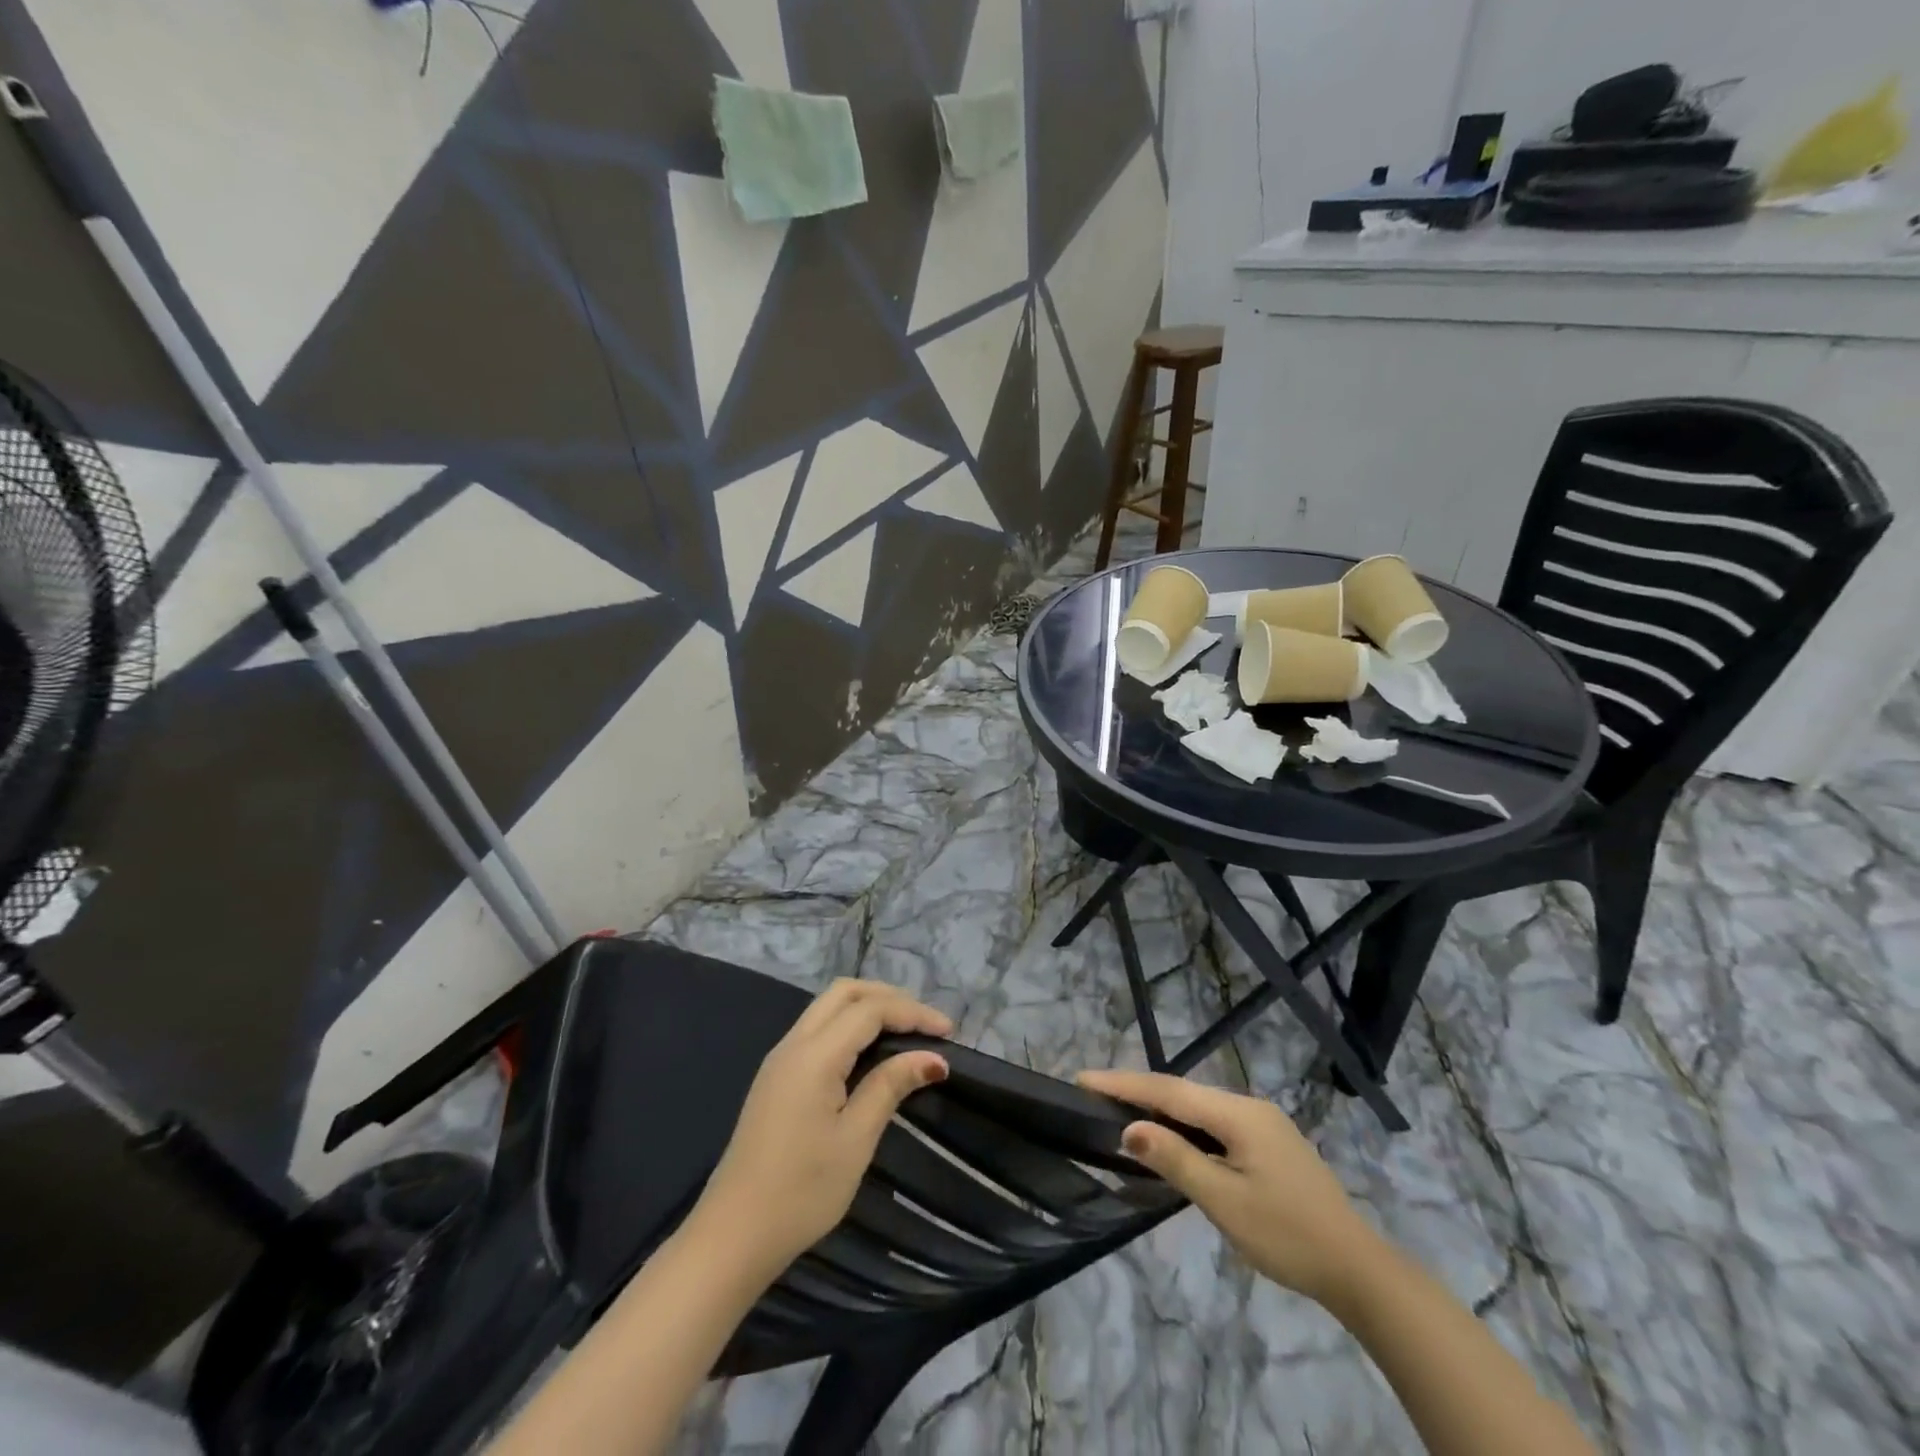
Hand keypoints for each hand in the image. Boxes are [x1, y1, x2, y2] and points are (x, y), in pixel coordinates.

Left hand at [694, 980, 950, 1278]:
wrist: (733, 1236)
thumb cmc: (801, 1192)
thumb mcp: (855, 1140)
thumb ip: (890, 1086)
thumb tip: (932, 1057)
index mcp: (814, 1056)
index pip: (869, 1010)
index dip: (912, 1013)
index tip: (949, 1032)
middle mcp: (793, 1044)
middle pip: (845, 993)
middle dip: (889, 998)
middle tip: (925, 1024)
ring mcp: (780, 1059)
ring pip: (828, 1007)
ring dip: (868, 1008)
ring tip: (905, 1033)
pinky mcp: (776, 1077)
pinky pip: (817, 1029)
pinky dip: (849, 1026)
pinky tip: (870, 1051)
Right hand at [1076, 1069, 1381, 1308]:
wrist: (1358, 1270)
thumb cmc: (1287, 1235)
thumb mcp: (1225, 1202)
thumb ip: (1176, 1159)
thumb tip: (1130, 1129)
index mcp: (1239, 1114)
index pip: (1169, 1090)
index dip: (1124, 1084)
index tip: (1083, 1079)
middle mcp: (1249, 1106)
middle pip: (1183, 1092)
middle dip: (1138, 1091)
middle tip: (1095, 1095)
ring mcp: (1263, 1123)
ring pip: (1199, 1106)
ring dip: (1161, 1107)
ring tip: (1121, 1112)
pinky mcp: (1269, 1143)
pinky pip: (1215, 1122)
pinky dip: (1185, 1124)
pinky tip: (1171, 1136)